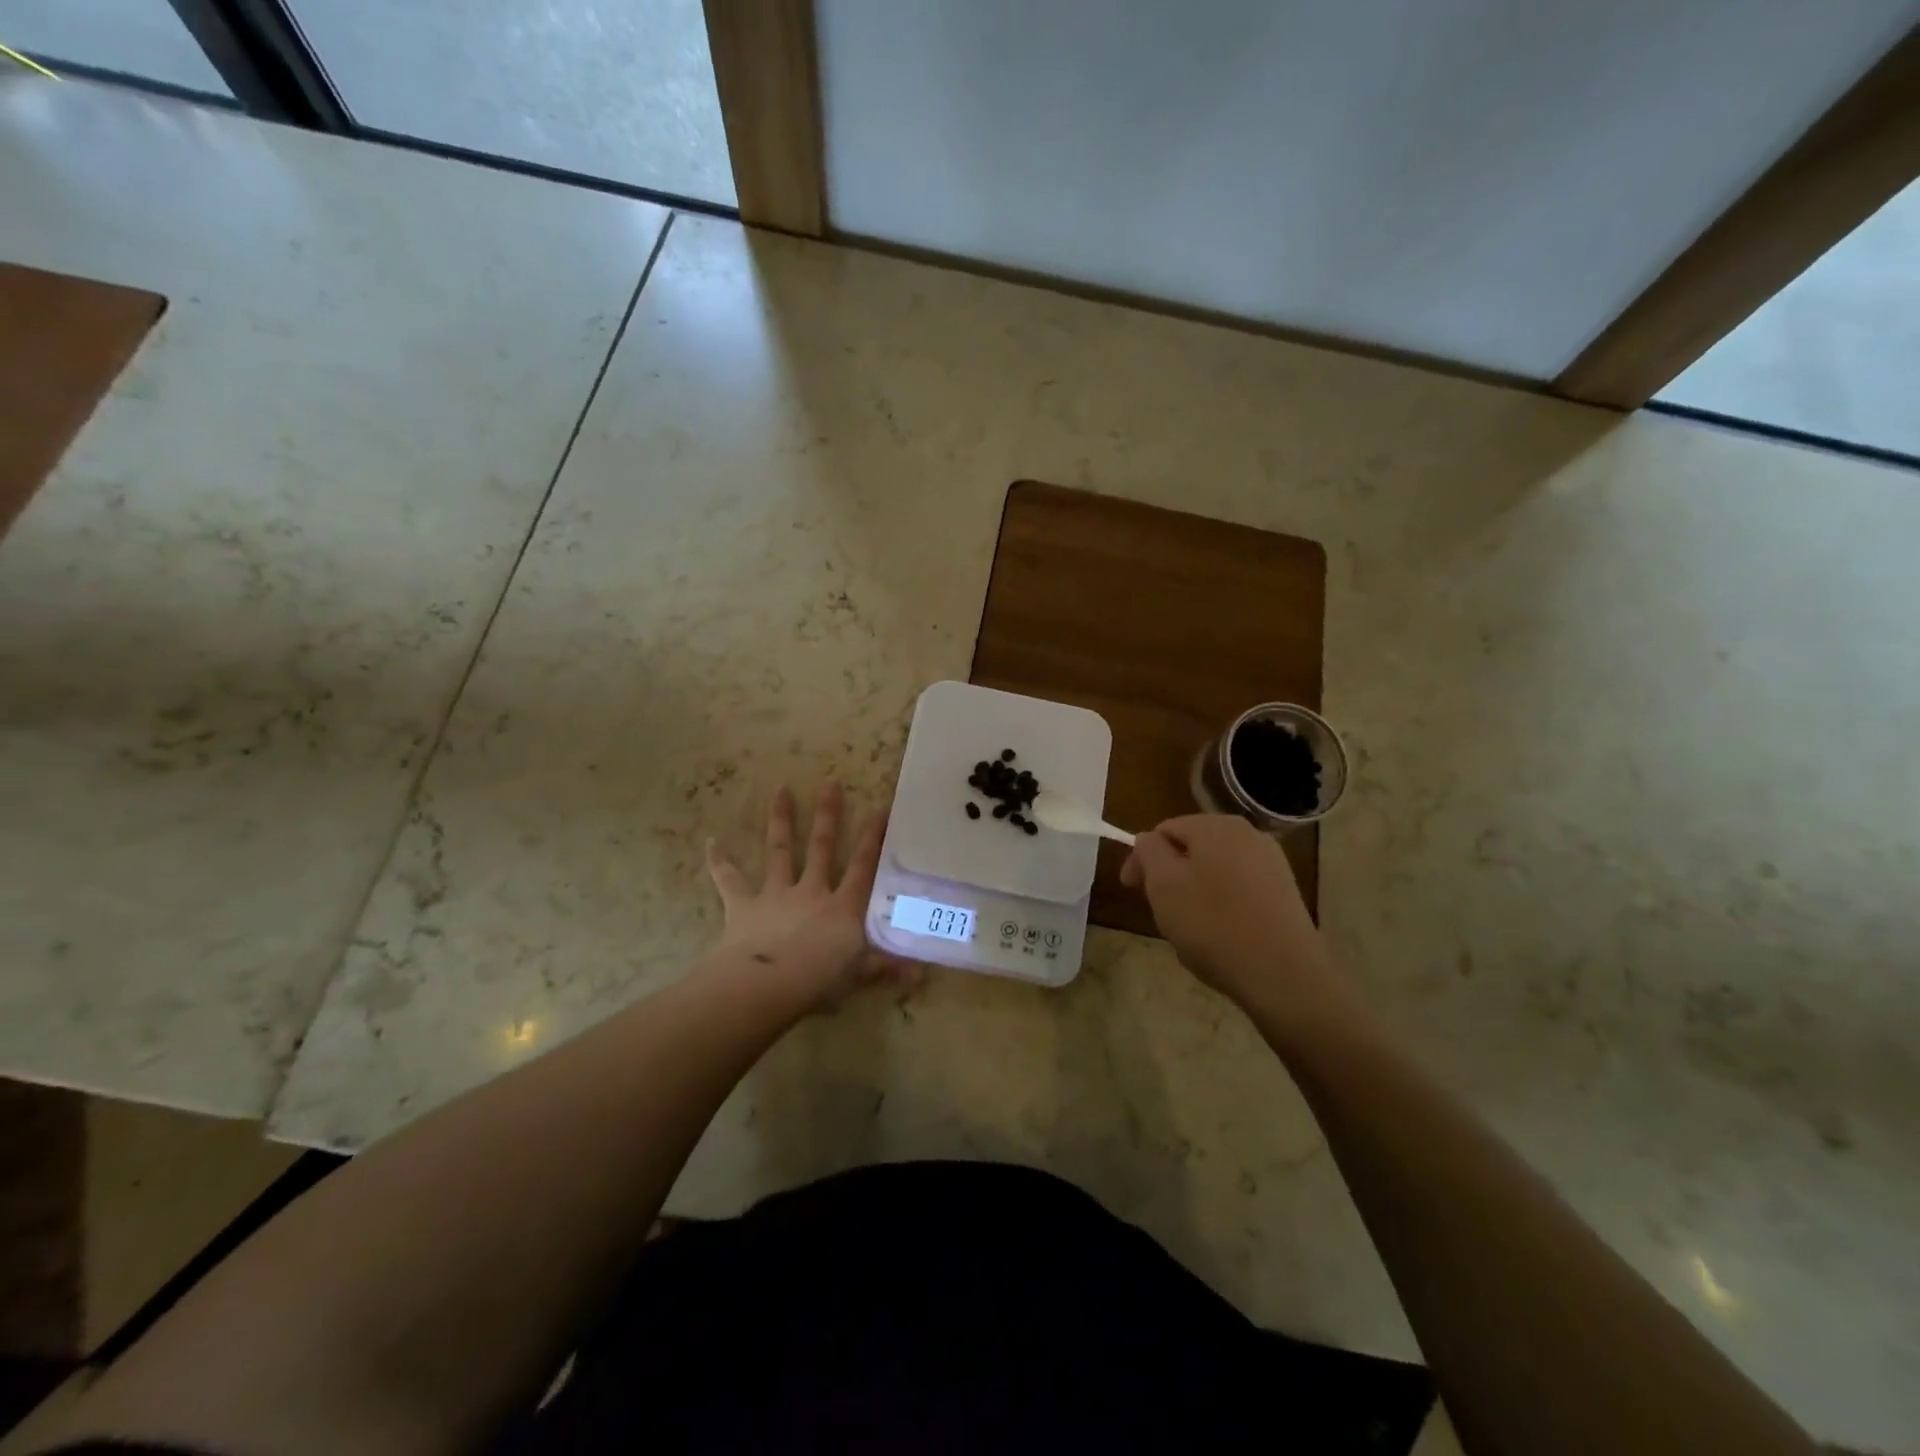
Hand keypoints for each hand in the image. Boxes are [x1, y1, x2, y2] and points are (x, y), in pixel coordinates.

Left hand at [705, 783, 914, 1012]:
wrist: (766, 985)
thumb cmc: (818, 981)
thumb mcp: (858, 975)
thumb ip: (887, 969)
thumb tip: (923, 976)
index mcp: (842, 907)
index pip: (863, 867)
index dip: (873, 839)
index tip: (880, 808)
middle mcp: (811, 891)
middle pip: (822, 848)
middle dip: (828, 816)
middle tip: (830, 783)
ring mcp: (776, 894)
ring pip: (780, 852)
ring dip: (781, 821)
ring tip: (780, 790)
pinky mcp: (743, 905)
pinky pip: (729, 880)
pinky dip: (720, 862)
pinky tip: (710, 843)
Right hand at [1120, 815, 1343, 1016]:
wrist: (1283, 975)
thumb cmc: (1213, 925)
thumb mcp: (1164, 885)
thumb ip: (1149, 852)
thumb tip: (1149, 840)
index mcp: (1215, 826)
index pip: (1163, 831)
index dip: (1142, 858)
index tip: (1131, 889)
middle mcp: (1247, 834)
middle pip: (1191, 847)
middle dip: (1170, 875)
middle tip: (1159, 911)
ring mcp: (1271, 862)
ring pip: (1215, 869)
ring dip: (1195, 891)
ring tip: (1189, 928)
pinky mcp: (1285, 891)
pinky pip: (1239, 888)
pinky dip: (1222, 904)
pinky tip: (1220, 934)